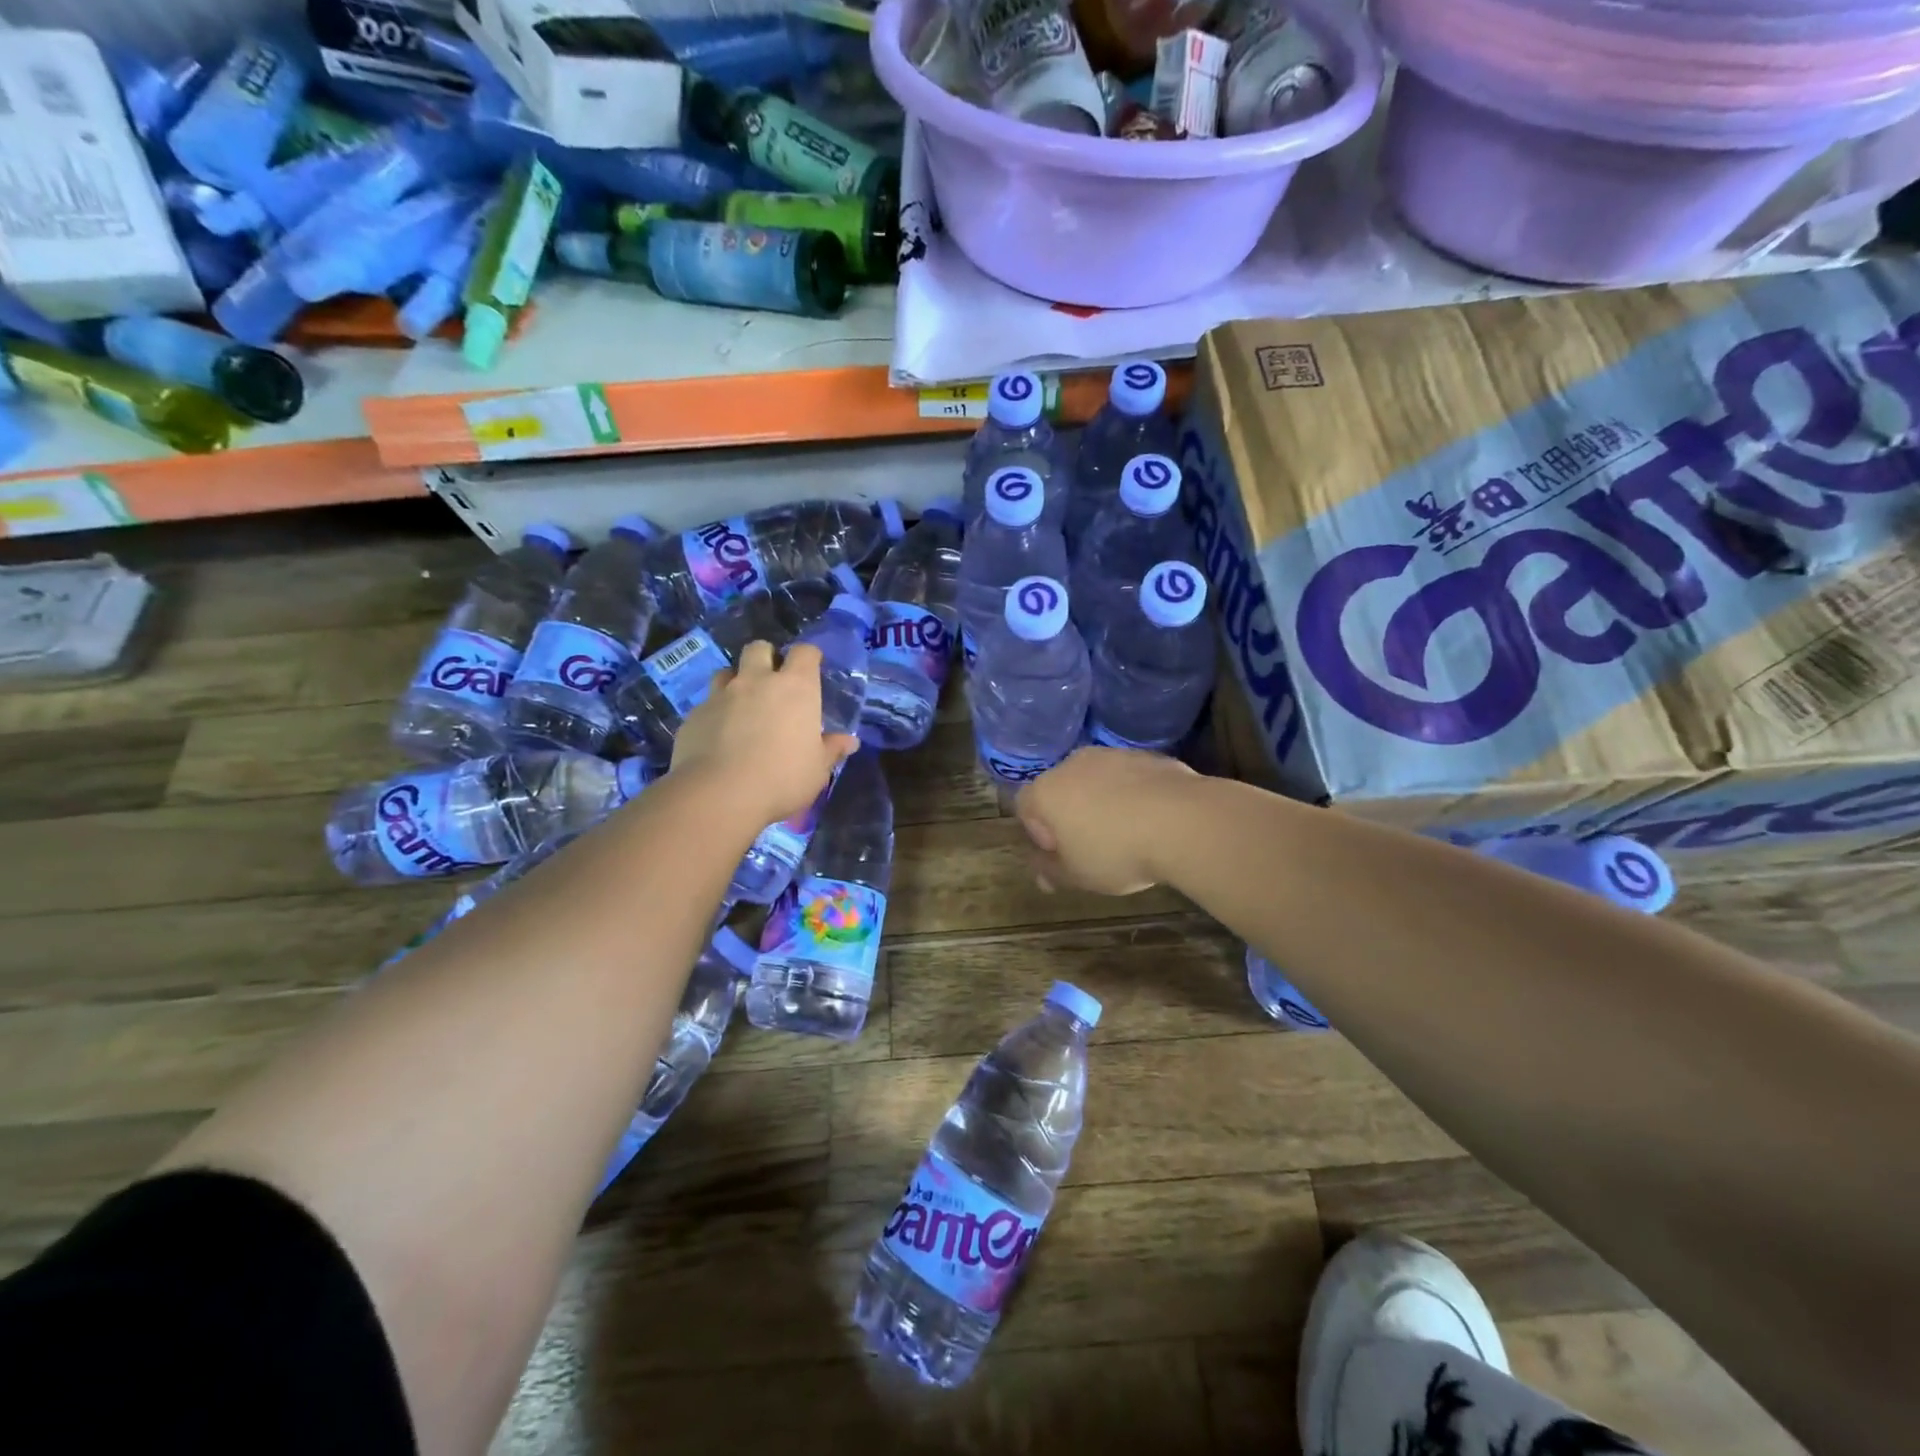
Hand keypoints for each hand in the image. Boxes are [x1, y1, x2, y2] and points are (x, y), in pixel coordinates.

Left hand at [671, 641, 857, 824]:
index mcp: (795, 688)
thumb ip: (831, 750)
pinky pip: (706, 704)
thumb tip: (849, 741)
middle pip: (759, 648)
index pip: (804, 652)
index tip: (811, 669)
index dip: (808, 657)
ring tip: (742, 705)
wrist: (720, 794)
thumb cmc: (782, 778)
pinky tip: (718, 736)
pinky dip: (715, 713)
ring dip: (736, 681)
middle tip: (772, 681)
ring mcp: (721, 695)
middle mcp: (757, 681)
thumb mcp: (817, 770)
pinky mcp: (694, 715)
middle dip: (766, 657)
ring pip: (726, 671)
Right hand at [1014, 747, 1196, 894]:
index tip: (1061, 853)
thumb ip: (1052, 872)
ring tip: (1126, 831)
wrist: (1182, 821)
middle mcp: (1073, 764)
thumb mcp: (1078, 875)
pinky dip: (1133, 793)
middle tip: (1091, 844)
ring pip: (1096, 779)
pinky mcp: (1147, 755)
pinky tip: (1151, 819)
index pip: (1025, 806)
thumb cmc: (1116, 852)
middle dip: (1071, 813)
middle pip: (1061, 788)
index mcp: (1046, 791)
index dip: (1038, 832)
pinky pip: (1129, 777)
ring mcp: (1112, 755)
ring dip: (1103, 801)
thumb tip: (1042, 874)